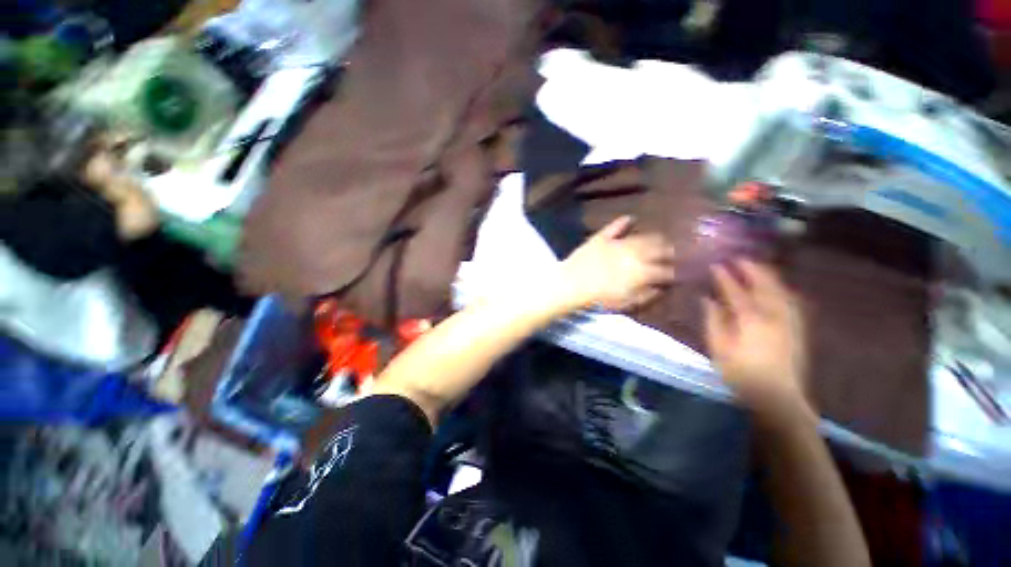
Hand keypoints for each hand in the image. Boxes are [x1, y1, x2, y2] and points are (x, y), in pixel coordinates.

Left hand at [559, 216, 675, 310]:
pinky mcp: (601, 238)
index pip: (666, 270)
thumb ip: (647, 295)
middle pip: (659, 249)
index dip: (677, 272)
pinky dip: (623, 222)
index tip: (683, 273)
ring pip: (642, 237)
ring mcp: (617, 243)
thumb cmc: (599, 299)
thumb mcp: (626, 303)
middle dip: (670, 251)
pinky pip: (614, 227)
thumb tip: (662, 287)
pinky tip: (631, 218)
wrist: (571, 285)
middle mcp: (634, 253)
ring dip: (654, 238)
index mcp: (642, 271)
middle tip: (675, 253)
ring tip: (660, 239)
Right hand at [704, 260, 810, 421]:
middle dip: (752, 268)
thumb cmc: (741, 373)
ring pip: (781, 289)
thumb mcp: (719, 347)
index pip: (737, 290)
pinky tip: (776, 287)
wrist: (778, 396)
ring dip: (768, 275)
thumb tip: (708, 299)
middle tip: (739, 258)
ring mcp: (790, 320)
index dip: (725, 276)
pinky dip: (781, 288)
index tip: (716, 264)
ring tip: (757, 267)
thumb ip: (713, 320)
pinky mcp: (798, 328)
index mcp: (752, 319)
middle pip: (765, 283)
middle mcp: (775, 314)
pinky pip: (790, 299)